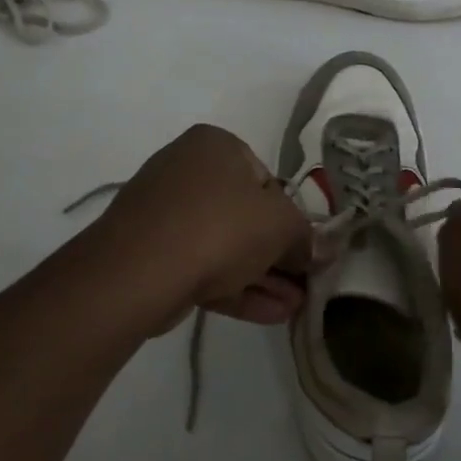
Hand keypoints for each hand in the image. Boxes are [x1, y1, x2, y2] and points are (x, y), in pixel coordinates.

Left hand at [96, 124, 316, 327]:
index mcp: (215, 146)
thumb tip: (321, 250)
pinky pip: (201, 265)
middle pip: (245, 215)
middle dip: (278, 254)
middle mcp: (186, 169)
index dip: (291, 217)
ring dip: (263, 276)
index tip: (305, 248)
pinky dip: (236, 287)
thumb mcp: (281, 226)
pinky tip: (271, 315)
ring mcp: (164, 212)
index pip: (266, 179)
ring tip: (295, 307)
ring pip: (224, 245)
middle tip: (304, 283)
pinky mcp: (150, 252)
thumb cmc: (219, 227)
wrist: (138, 270)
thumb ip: (307, 236)